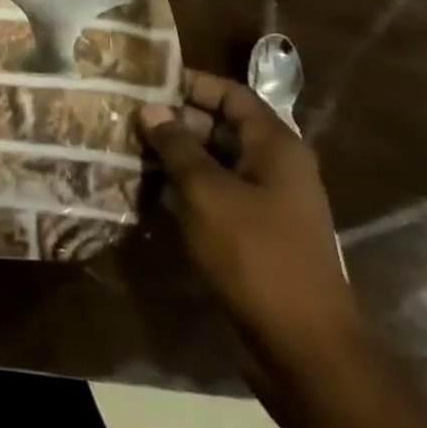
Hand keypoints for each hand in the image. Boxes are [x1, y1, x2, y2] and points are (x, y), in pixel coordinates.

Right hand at [141, 71, 365, 405]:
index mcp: (275, 146)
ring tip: (126, 148)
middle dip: (174, 121)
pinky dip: (183, 188)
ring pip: (214, 162)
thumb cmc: (255, 254)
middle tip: (125, 117)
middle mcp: (274, 166)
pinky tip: (146, 189)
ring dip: (174, 156)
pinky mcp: (252, 233)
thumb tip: (152, 108)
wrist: (301, 345)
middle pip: (220, 126)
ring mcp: (265, 202)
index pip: (231, 95)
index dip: (190, 83)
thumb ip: (177, 145)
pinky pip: (214, 195)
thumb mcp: (206, 192)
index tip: (144, 82)